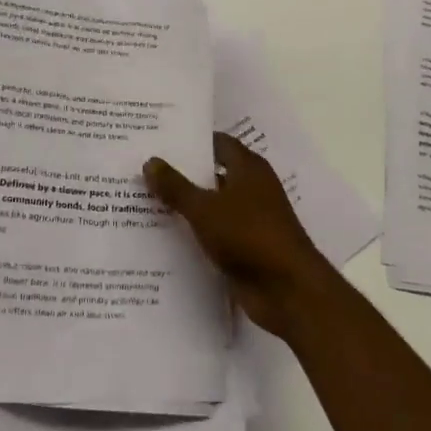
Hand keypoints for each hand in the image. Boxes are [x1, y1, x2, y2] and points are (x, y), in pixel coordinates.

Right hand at [144, 132, 335, 337]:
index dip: (192, 142)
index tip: (160, 141)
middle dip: (182, 174)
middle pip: (213, 175)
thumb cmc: (248, 235)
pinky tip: (163, 238)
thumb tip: (150, 160)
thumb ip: (176, 186)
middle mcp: (252, 189)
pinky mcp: (245, 249)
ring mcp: (250, 220)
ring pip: (212, 206)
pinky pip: (214, 235)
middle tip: (143, 171)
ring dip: (186, 207)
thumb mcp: (205, 209)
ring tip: (143, 203)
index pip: (218, 143)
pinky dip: (194, 234)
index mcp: (249, 168)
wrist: (286, 289)